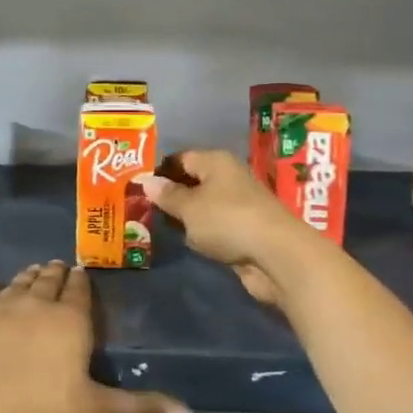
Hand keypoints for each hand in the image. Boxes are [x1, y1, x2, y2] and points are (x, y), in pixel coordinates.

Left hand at [0, 261, 192, 412]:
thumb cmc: (36, 409)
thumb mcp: (94, 412)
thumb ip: (139, 412)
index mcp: (69, 321)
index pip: (79, 292)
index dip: (81, 282)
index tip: (80, 271)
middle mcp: (35, 304)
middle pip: (48, 281)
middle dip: (55, 273)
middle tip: (57, 265)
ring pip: (16, 284)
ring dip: (26, 277)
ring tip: (32, 270)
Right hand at [136, 149, 307, 306]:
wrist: (275, 255)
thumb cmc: (227, 220)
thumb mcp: (190, 207)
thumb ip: (167, 195)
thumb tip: (146, 181)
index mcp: (216, 162)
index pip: (181, 158)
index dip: (159, 170)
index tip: (136, 185)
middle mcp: (228, 178)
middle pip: (192, 181)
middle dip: (169, 195)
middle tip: (140, 207)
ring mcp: (237, 205)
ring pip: (202, 206)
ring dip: (184, 217)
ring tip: (154, 225)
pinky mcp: (243, 230)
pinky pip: (213, 227)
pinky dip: (200, 233)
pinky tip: (184, 241)